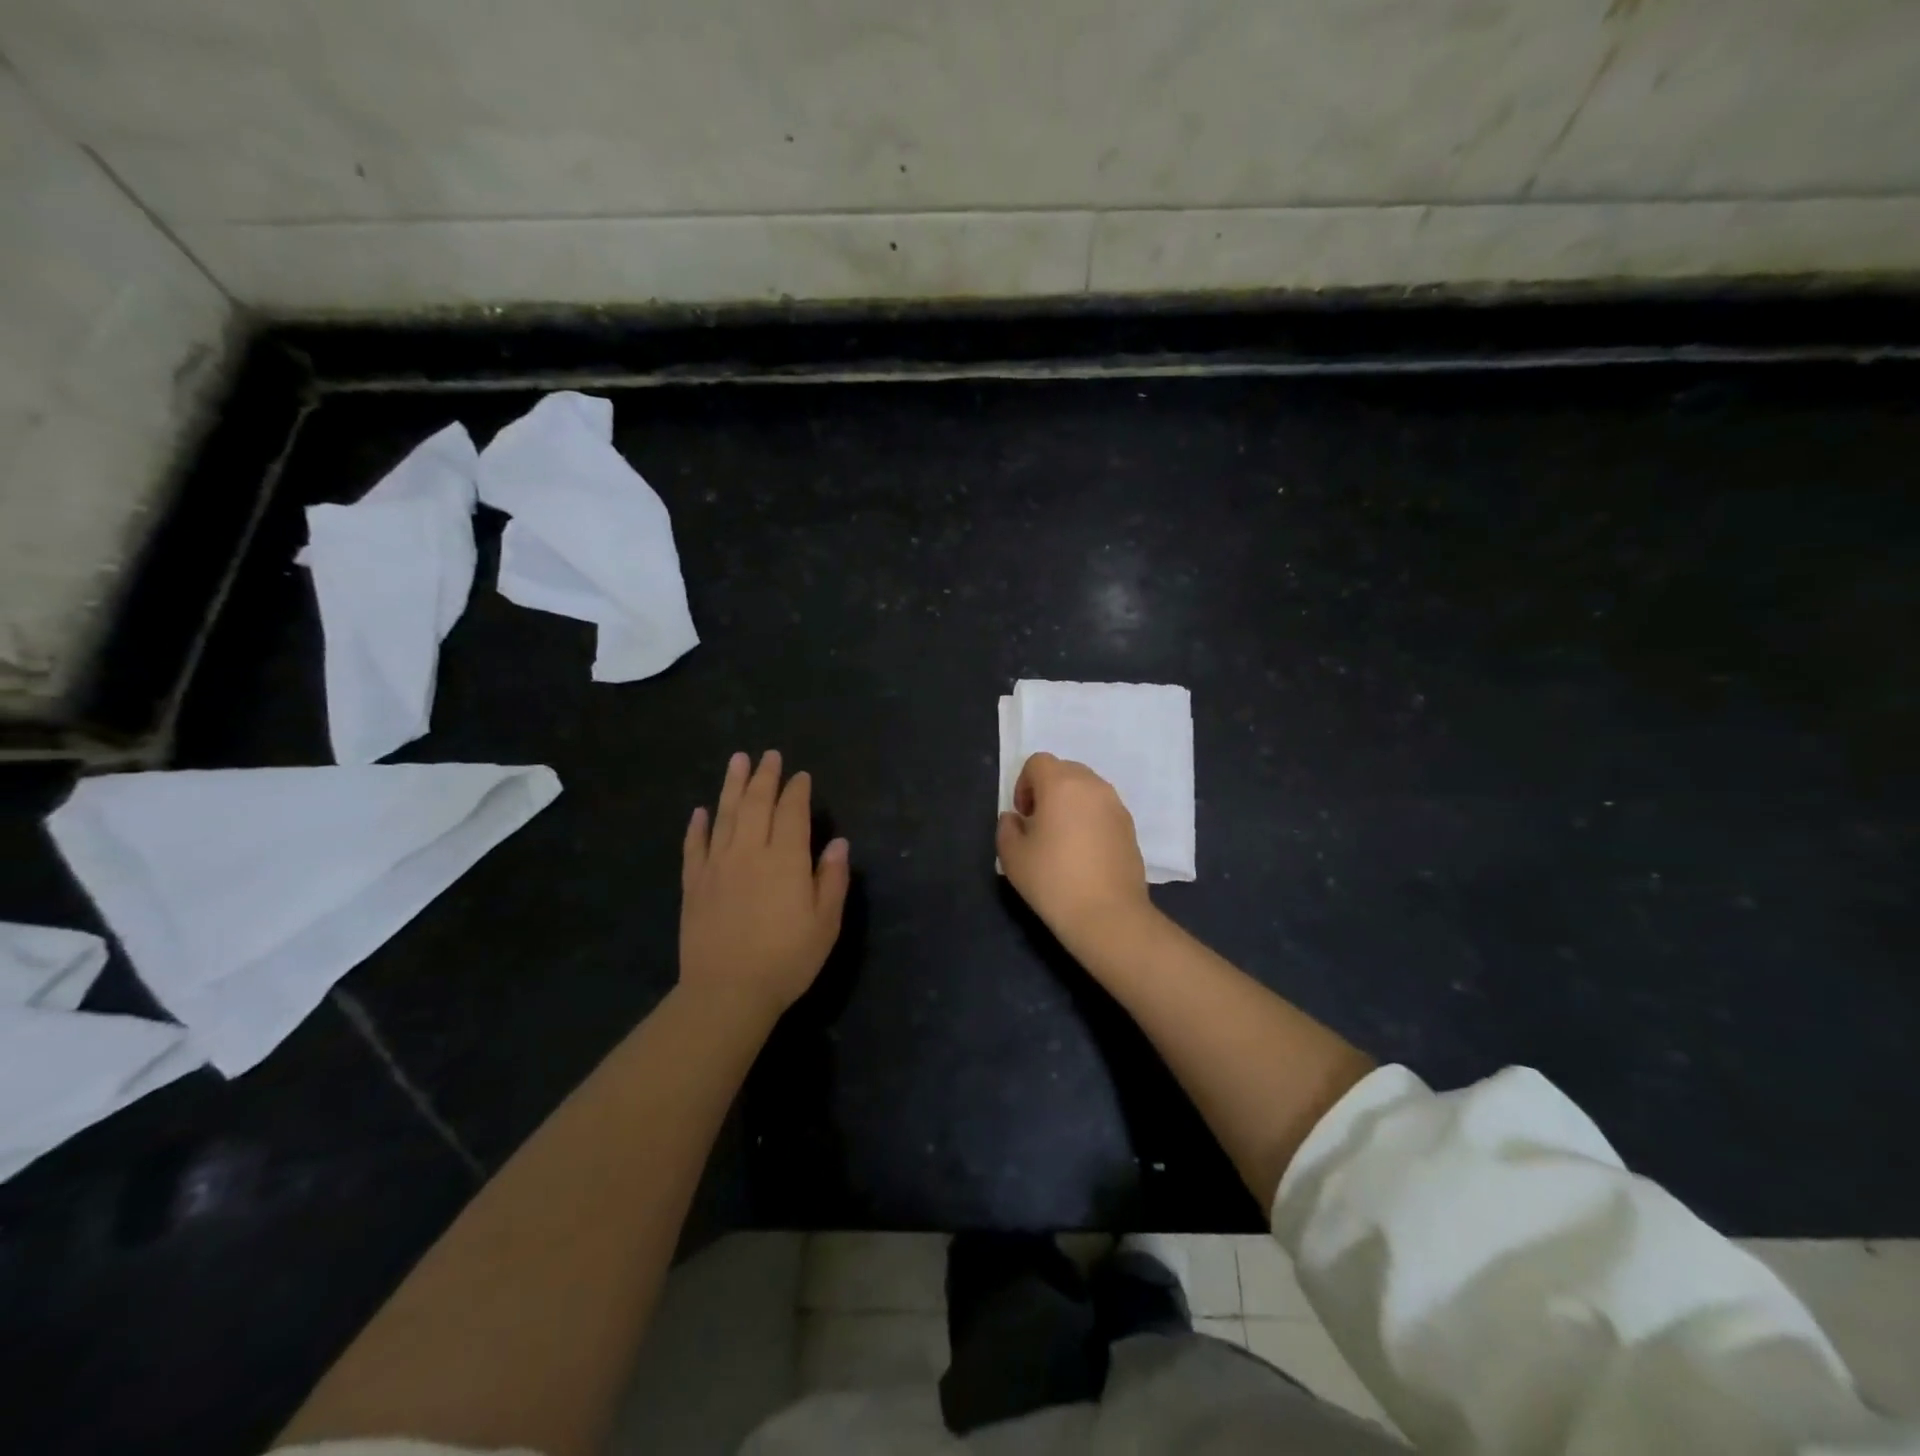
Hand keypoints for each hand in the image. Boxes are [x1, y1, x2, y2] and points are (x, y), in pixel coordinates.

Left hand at [681, 751, 849, 1020]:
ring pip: (725, 815)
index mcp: (786, 860)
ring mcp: (717, 866)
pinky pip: (695, 846)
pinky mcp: (694, 884)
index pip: (792, 813)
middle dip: (765, 777)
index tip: (801, 776)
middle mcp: (750, 852)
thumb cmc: (787, 959)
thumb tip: (838, 843)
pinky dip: (698, 826)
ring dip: (732, 785)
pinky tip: (701, 811)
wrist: (727, 992)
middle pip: (757, 804)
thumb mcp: (826, 924)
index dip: (797, 791)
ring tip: (737, 760)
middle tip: (769, 755)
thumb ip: (833, 879)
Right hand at [995, 752, 1155, 951]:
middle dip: (1048, 789)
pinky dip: (1090, 818)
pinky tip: (1084, 852)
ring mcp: (1116, 805)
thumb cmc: (1053, 880)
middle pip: (1065, 770)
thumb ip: (1007, 828)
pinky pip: (1103, 809)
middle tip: (1039, 824)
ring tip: (1062, 839)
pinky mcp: (1130, 826)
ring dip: (1071, 803)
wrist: (1108, 915)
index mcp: (1061, 784)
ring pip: (1087, 789)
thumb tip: (1016, 818)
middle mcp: (1093, 786)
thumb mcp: (1012, 856)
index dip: (1024, 784)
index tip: (1023, 815)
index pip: (1038, 762)